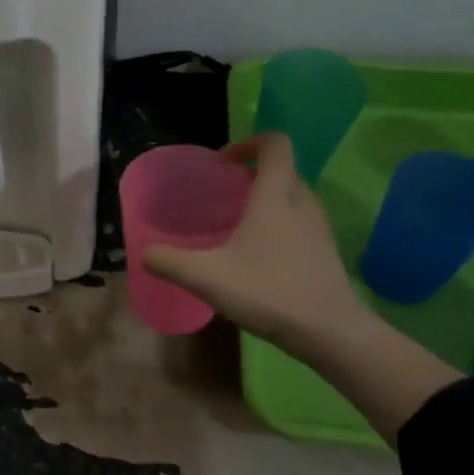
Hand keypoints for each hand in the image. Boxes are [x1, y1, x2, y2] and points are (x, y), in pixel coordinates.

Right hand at [143, 133, 364, 352]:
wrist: (329, 332)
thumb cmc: (268, 292)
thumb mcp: (207, 278)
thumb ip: (170, 262)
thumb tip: (144, 253)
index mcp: (275, 196)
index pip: (275, 144)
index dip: (249, 143)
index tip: (223, 165)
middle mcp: (302, 202)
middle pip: (282, 169)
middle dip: (252, 174)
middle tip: (223, 196)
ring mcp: (318, 226)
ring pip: (292, 196)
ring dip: (267, 199)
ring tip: (238, 224)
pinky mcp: (325, 250)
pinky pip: (300, 220)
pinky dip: (279, 223)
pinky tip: (258, 255)